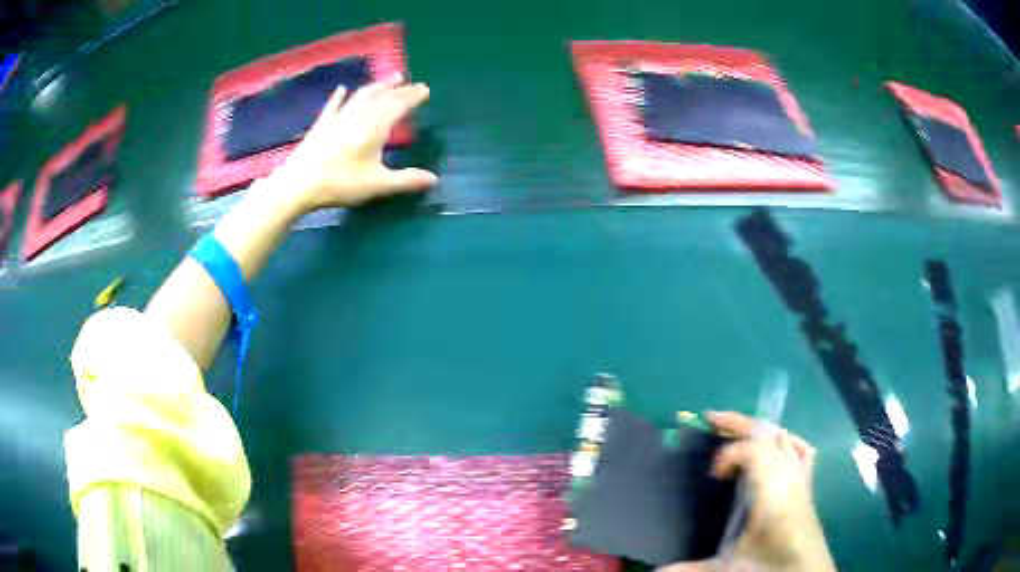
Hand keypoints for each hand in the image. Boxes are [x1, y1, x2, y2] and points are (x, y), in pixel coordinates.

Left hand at [278, 77, 437, 211]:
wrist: (300, 184)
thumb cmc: (342, 183)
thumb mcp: (378, 184)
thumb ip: (406, 180)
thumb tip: (434, 179)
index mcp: (375, 127)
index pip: (399, 105)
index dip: (413, 96)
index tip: (425, 89)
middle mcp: (359, 116)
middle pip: (382, 97)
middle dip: (399, 89)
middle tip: (412, 83)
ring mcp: (338, 118)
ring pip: (361, 96)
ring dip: (376, 86)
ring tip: (388, 80)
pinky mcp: (321, 125)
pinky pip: (332, 106)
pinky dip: (339, 97)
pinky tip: (341, 89)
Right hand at [657, 412, 833, 571]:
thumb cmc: (769, 569)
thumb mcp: (729, 569)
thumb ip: (691, 568)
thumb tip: (653, 570)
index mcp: (774, 495)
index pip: (757, 451)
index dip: (730, 452)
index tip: (712, 473)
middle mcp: (791, 479)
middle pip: (770, 434)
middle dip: (740, 423)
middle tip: (710, 419)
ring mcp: (802, 479)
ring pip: (784, 438)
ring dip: (759, 429)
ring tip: (735, 430)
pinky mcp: (807, 486)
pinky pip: (800, 450)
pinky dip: (784, 440)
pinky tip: (775, 444)